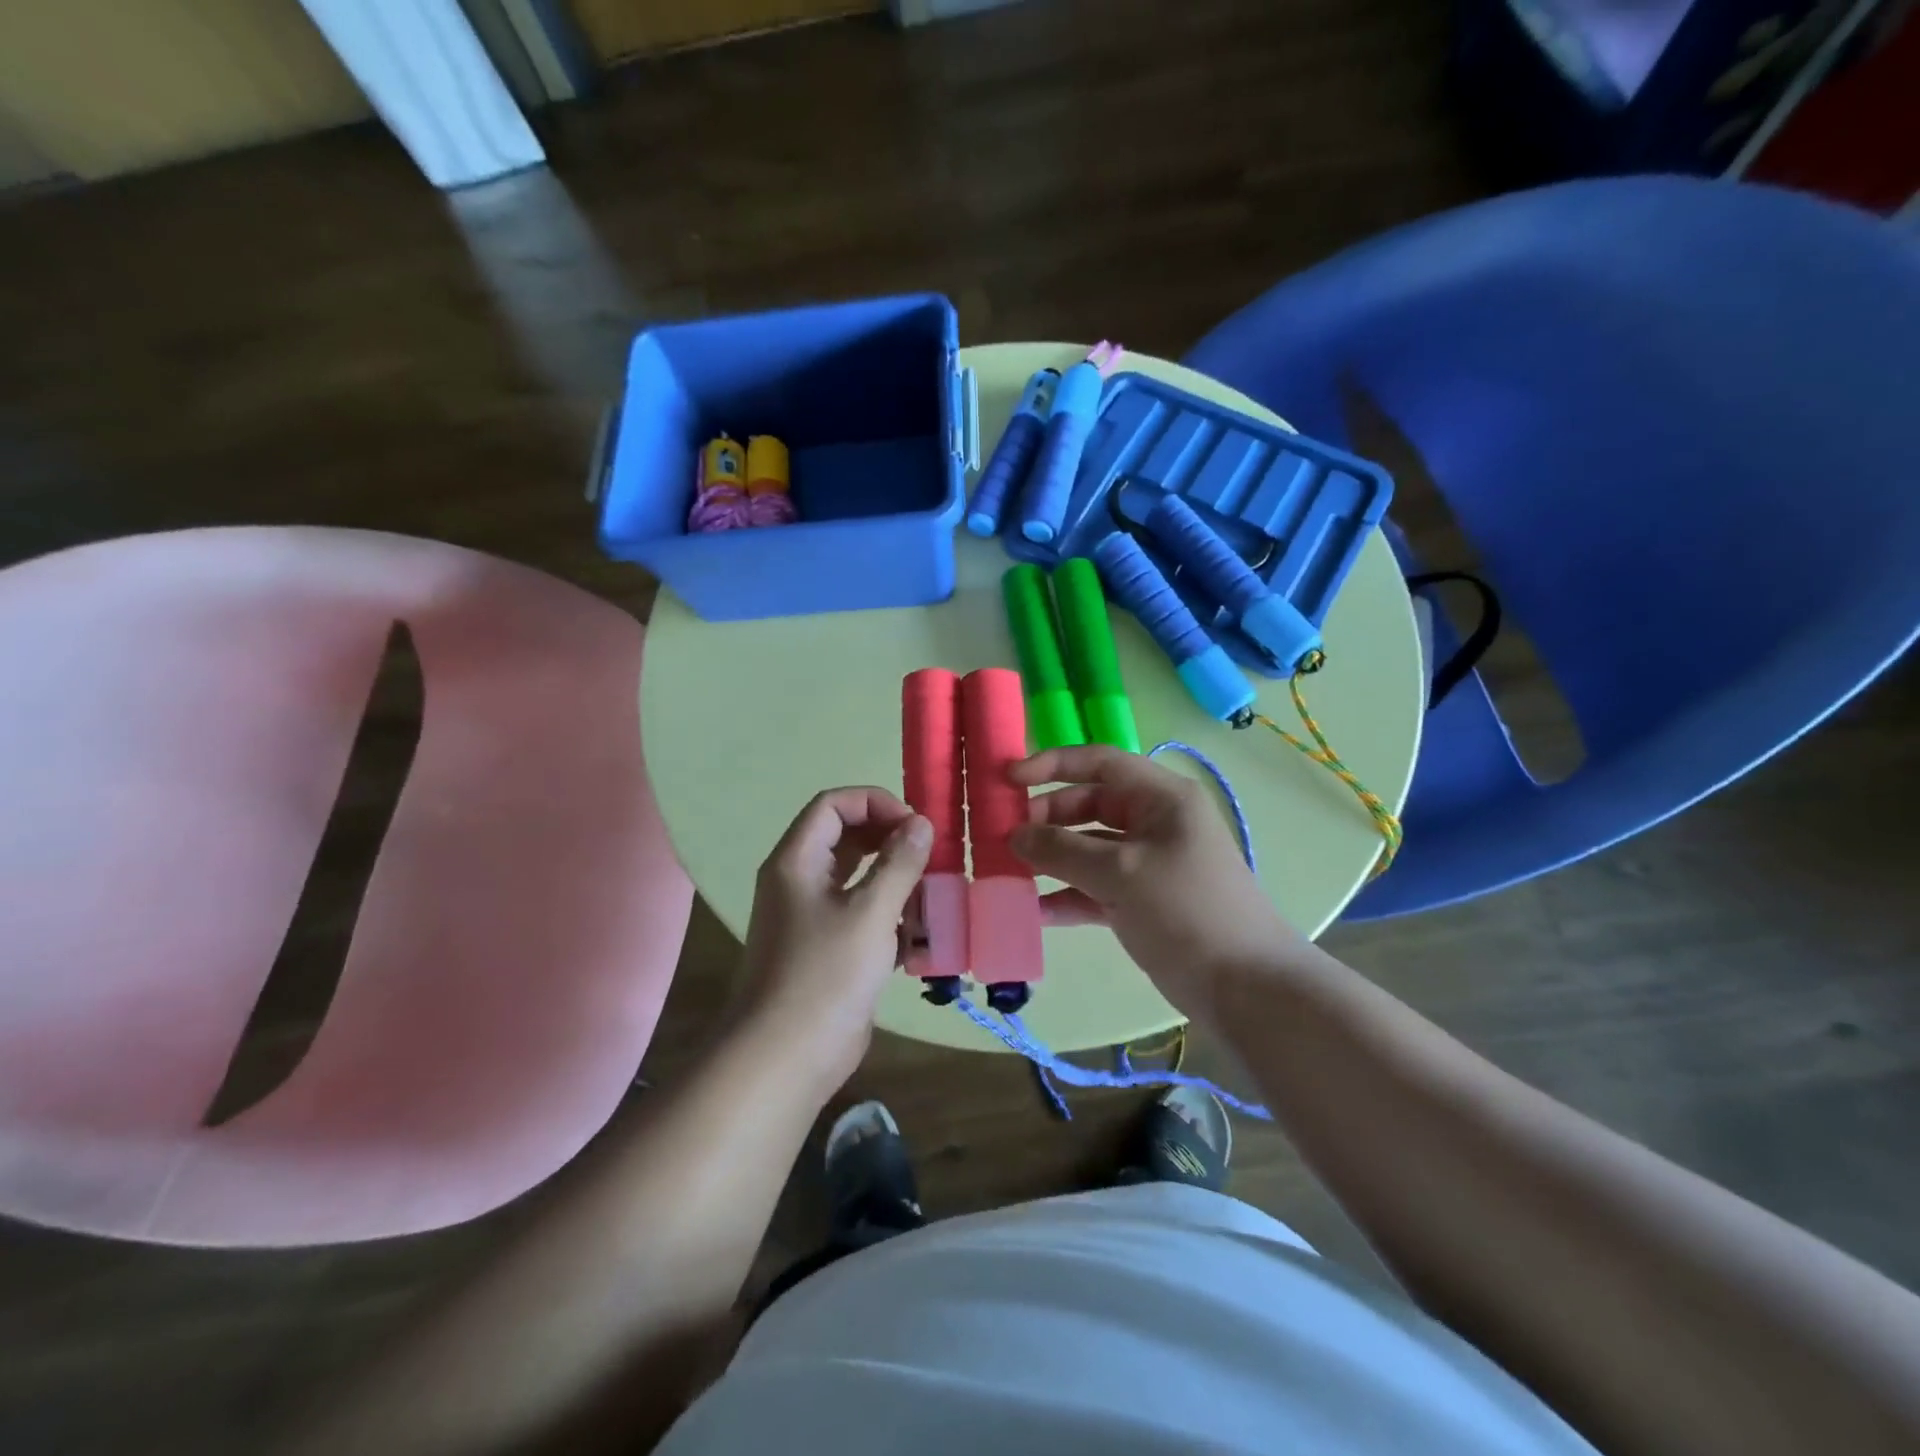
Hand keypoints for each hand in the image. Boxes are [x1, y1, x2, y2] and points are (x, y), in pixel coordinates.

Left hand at [736, 787, 931, 1102]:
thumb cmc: (824, 976)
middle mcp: (799, 881)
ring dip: (895, 883)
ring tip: (929, 898)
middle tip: (929, 857)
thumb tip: (921, 824)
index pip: (834, 805)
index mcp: (796, 861)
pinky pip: (862, 915)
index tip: (915, 826)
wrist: (784, 1059)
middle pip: (847, 838)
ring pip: (858, 879)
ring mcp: (812, 917)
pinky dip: (889, 918)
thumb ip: (898, 864)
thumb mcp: (869, 913)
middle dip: (891, 842)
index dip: (875, 803)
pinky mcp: (827, 949)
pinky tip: (917, 939)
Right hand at [1009, 746, 1303, 1021]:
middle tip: (1003, 836)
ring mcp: (1147, 864)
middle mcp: (1153, 823)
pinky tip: (1035, 911)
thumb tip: (1015, 836)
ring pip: (1088, 849)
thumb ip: (1063, 850)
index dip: (1053, 764)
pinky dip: (1067, 895)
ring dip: (1051, 859)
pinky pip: (1094, 888)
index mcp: (1161, 798)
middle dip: (1046, 818)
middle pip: (1089, 806)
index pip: (1100, 762)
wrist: (1245, 987)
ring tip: (1008, 872)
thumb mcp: (1121, 873)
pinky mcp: (1141, 901)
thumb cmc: (1186, 910)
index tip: (1009, 779)